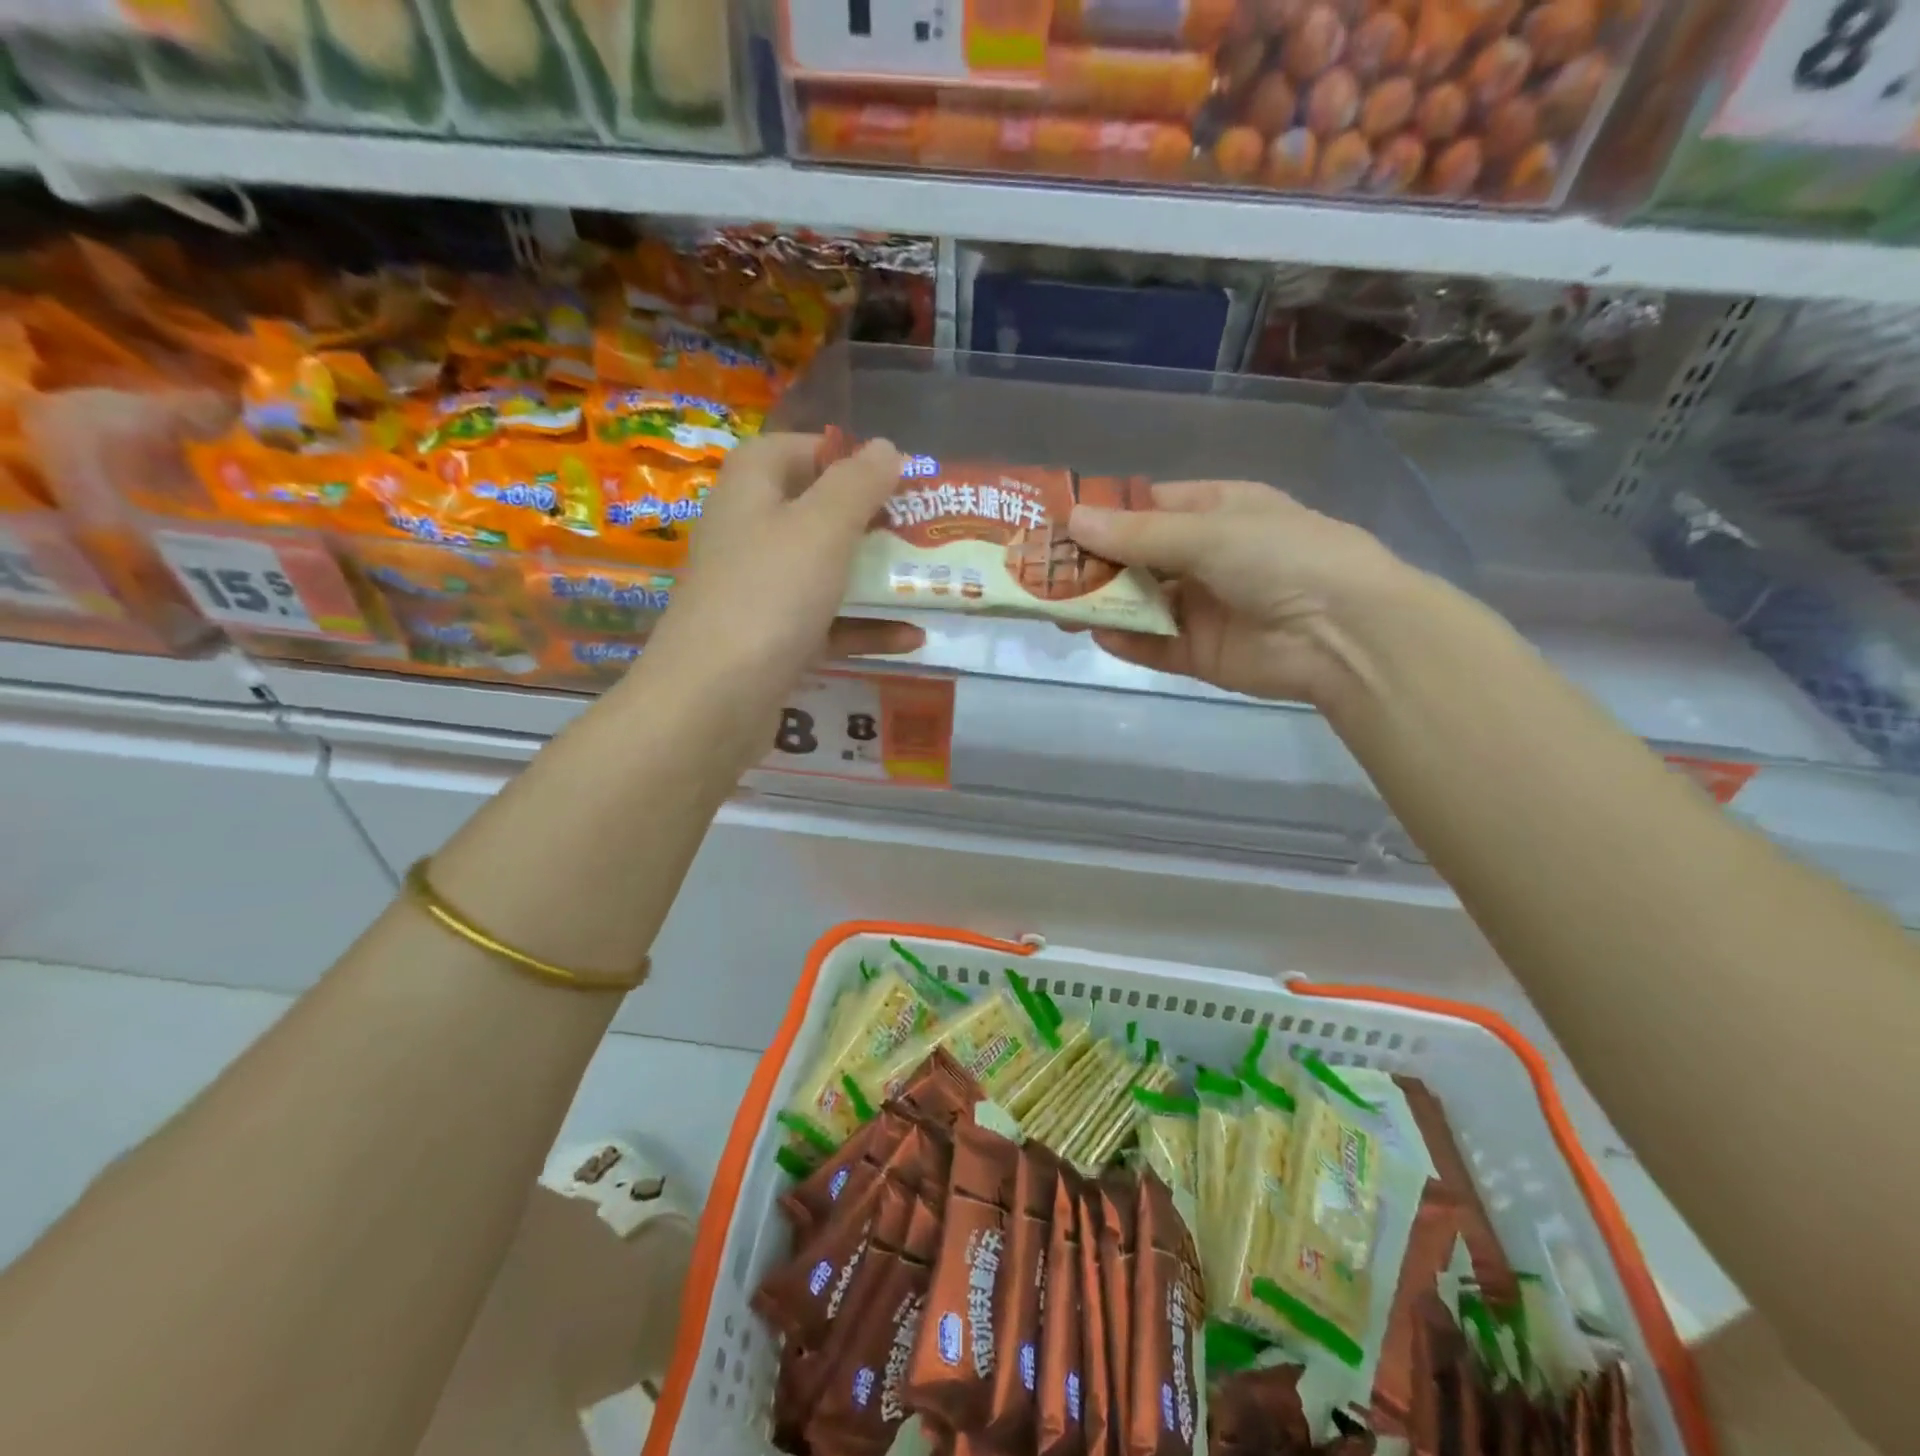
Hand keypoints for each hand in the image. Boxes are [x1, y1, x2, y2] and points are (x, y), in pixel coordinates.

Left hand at [642, 432, 923, 692]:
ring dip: (876, 578)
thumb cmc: (769, 595)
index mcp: (751, 489)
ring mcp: (759, 592)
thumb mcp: (822, 527)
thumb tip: (885, 447)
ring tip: (931, 583)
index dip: (842, 455)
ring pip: (825, 573)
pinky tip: (913, 638)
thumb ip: (858, 483)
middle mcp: (750, 533)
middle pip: (816, 513)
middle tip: (923, 530)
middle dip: (871, 521)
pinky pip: (826, 624)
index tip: (893, 474)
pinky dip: (865, 628)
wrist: (712, 700)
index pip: (795, 450)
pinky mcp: (772, 642)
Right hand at [1068, 479, 1419, 707]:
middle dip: (1094, 566)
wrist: (1344, 633)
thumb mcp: (1208, 532)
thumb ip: (1138, 535)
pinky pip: (1156, 644)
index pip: (1148, 508)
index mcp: (1218, 511)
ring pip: (1141, 603)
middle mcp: (1208, 557)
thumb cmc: (1281, 557)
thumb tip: (1074, 521)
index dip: (1104, 516)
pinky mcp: (1202, 653)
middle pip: (1137, 559)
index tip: (1058, 526)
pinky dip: (1129, 640)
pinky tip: (1100, 634)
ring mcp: (1204, 607)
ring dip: (1103, 604)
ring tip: (1058, 609)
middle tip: (1043, 574)